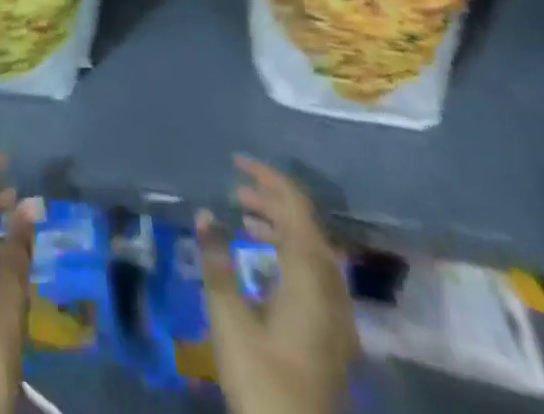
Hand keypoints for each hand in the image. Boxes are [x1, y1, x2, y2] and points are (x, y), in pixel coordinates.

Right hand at [199, 157, 357, 413]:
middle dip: (273, 200)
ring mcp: (338, 315)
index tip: (237, 162)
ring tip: (244, 218)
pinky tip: (264, 261)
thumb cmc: (262, 380)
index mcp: (310, 278)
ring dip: (281, 226)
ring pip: (313, 250)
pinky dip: (290, 252)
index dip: (268, 179)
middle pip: (308, 226)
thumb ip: (217, 262)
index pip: (295, 209)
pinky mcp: (334, 335)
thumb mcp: (230, 319)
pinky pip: (316, 273)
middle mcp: (332, 289)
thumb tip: (205, 213)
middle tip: (236, 190)